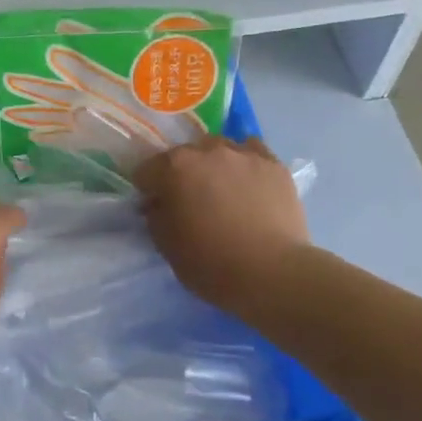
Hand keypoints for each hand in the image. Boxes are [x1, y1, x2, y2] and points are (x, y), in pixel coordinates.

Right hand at [134, 137, 311, 315]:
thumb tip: (158, 203)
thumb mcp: (166, 245)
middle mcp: (207, 151)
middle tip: (189, 201)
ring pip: (219, 148)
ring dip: (213, 164)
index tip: (155, 208)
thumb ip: (155, 215)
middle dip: (181, 174)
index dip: (148, 190)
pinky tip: (248, 182)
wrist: (271, 272)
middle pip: (184, 155)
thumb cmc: (210, 262)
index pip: (147, 170)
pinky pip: (252, 151)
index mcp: (174, 168)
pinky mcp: (274, 164)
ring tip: (222, 190)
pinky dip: (244, 163)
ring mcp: (243, 154)